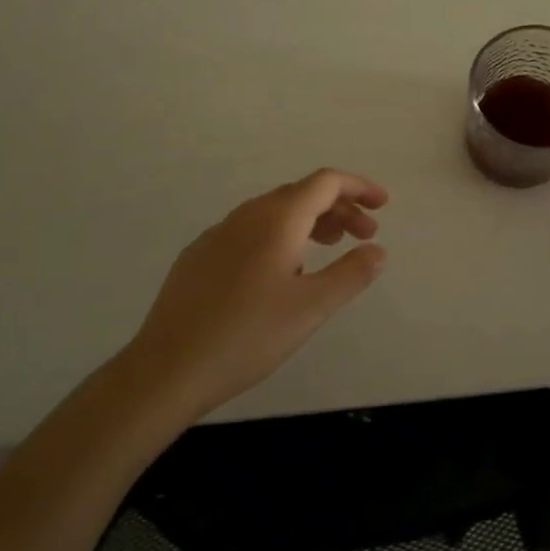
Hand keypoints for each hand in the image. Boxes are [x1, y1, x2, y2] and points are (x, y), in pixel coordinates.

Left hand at [122, 169, 387, 419]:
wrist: (167, 368)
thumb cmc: (247, 335)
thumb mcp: (312, 308)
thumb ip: (351, 274)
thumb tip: (377, 250)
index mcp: (277, 218)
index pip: (326, 182)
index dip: (358, 187)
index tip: (383, 205)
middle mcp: (247, 215)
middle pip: (302, 194)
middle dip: (339, 208)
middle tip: (364, 235)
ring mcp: (219, 234)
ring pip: (275, 212)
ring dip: (310, 222)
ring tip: (329, 249)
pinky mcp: (200, 256)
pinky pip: (251, 231)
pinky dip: (280, 236)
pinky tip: (281, 272)